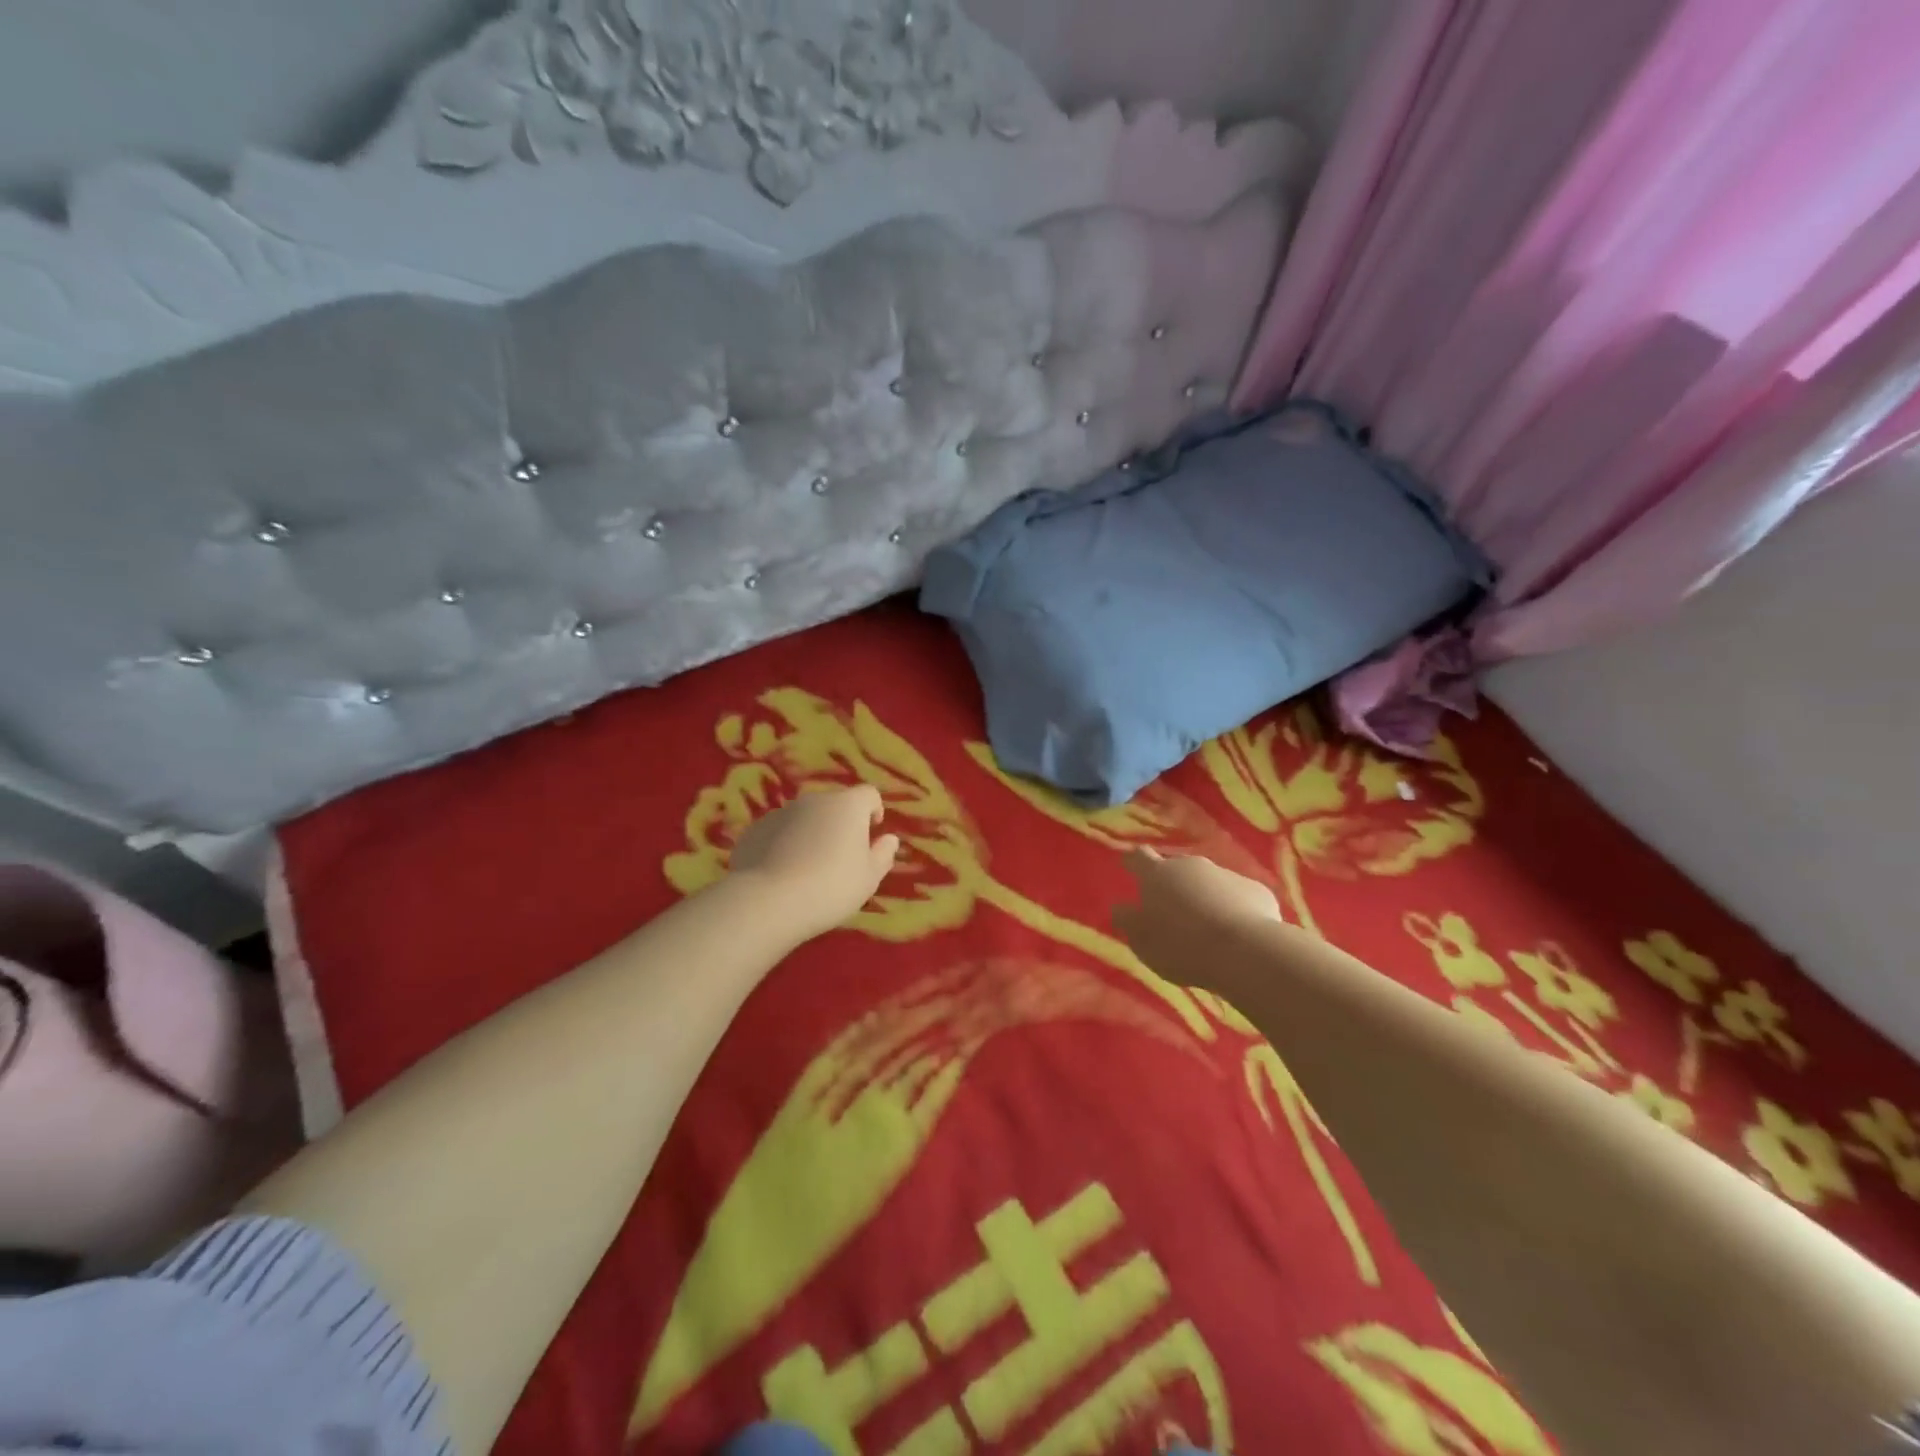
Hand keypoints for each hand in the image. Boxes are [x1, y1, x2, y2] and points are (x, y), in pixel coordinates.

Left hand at [728, 785, 900, 941]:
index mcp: (848, 806)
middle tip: (840, 857)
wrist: (767, 901)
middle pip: (835, 804)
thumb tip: (889, 839)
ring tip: (808, 868)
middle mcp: (814, 800)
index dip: (873, 811)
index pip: (869, 794)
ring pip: (804, 818)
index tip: (872, 834)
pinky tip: (781, 873)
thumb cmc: (831, 888)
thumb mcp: (869, 878)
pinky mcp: (755, 830)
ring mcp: (780, 812)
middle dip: (840, 824)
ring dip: (811, 833)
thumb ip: (883, 855)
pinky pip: (779, 832)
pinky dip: (784, 844)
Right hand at [1112, 848, 1281, 990]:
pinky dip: (1235, 909)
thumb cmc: (1182, 947)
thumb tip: (1120, 907)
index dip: (1133, 862)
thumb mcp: (1143, 942)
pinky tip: (1238, 934)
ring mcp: (1226, 875)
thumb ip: (1129, 921)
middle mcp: (1191, 866)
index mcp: (1157, 875)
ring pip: (1210, 883)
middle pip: (1177, 870)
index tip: (1129, 866)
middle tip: (1173, 912)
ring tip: (1208, 929)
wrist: (1247, 952)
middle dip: (1174, 886)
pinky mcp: (1257, 890)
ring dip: (1205, 898)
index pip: (1139, 857)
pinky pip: (1239, 897)